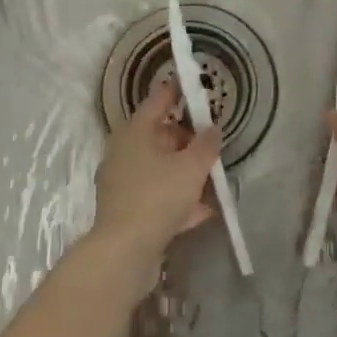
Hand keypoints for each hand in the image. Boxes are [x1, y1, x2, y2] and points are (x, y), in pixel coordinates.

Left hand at [90, 76, 220, 280]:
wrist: (124, 251)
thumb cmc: (158, 196)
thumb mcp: (192, 167)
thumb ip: (207, 144)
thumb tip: (213, 128)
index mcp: (135, 131)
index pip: (160, 99)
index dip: (180, 90)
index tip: (198, 86)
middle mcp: (124, 150)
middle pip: (161, 135)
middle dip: (188, 139)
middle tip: (213, 143)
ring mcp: (123, 181)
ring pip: (160, 167)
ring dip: (185, 172)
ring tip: (212, 179)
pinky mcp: (126, 208)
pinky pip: (157, 194)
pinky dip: (178, 198)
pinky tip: (202, 211)